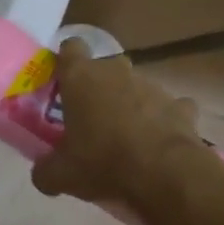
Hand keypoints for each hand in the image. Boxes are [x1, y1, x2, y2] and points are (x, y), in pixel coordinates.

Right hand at [29, 40, 213, 217]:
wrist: (167, 177)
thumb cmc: (103, 163)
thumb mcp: (62, 175)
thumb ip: (46, 170)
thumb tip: (42, 176)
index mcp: (81, 77)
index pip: (71, 47)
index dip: (67, 61)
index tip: (64, 82)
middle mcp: (115, 72)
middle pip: (105, 67)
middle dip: (101, 85)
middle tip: (94, 115)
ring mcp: (152, 87)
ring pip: (137, 86)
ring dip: (132, 103)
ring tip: (129, 136)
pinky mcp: (182, 107)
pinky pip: (172, 108)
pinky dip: (167, 120)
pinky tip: (163, 142)